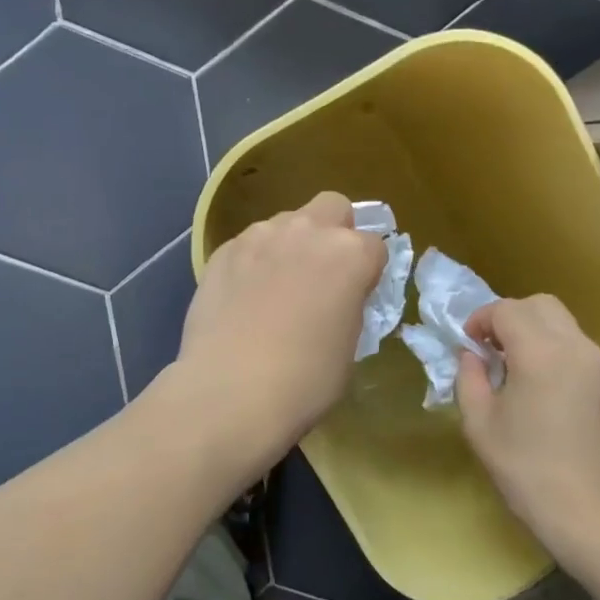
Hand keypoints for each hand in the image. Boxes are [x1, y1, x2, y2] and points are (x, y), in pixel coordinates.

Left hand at [174, 191, 385, 469]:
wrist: (230, 392)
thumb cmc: (305, 380)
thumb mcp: (350, 345)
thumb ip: (350, 304)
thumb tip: (339, 296)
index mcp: (349, 254)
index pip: (375, 244)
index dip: (369, 270)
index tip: (358, 295)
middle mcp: (307, 231)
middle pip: (333, 207)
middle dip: (335, 230)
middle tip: (324, 273)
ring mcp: (260, 236)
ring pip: (287, 222)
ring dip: (292, 244)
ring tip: (278, 287)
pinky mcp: (223, 251)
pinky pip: (250, 243)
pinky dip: (255, 260)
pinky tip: (246, 296)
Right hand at [457, 295, 599, 564]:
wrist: (597, 516)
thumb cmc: (529, 471)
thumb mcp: (480, 425)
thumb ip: (470, 379)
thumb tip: (472, 356)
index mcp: (541, 352)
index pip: (507, 310)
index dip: (481, 319)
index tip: (468, 343)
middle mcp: (577, 347)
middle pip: (541, 305)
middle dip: (511, 317)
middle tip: (491, 348)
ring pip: (564, 325)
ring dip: (535, 333)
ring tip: (516, 370)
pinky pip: (579, 350)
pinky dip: (556, 352)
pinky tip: (544, 391)